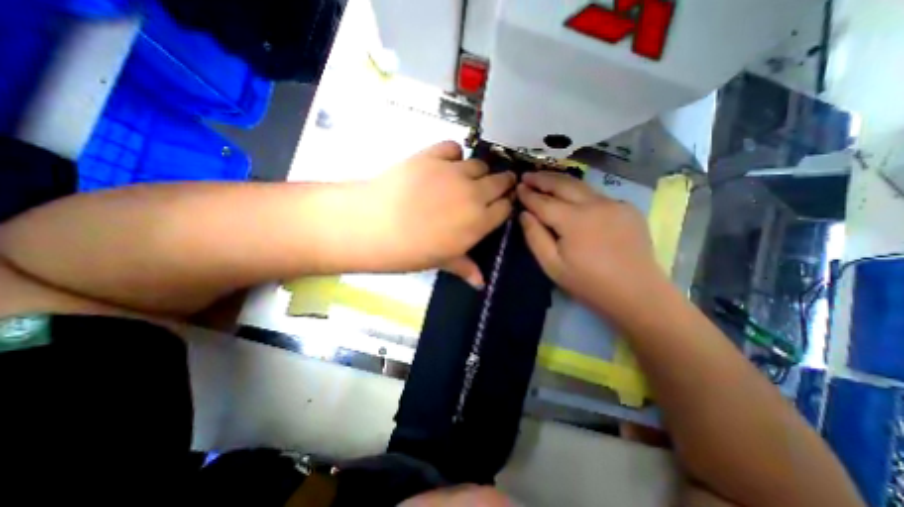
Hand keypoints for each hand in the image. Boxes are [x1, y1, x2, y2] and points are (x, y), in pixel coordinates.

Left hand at [361, 140, 513, 286]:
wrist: (373, 225)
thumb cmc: (410, 250)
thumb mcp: (441, 261)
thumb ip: (465, 268)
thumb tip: (481, 284)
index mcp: (478, 222)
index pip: (505, 208)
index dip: (505, 206)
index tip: (500, 206)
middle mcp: (473, 193)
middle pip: (500, 181)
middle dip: (502, 183)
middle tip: (495, 186)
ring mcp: (453, 172)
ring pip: (480, 164)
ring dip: (478, 171)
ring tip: (467, 178)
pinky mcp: (432, 155)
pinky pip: (453, 148)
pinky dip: (454, 154)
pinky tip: (446, 164)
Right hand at [515, 170, 660, 317]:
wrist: (636, 293)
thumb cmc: (588, 283)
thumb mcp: (552, 265)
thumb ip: (535, 237)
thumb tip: (524, 214)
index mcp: (574, 220)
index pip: (544, 201)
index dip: (528, 194)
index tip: (517, 187)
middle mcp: (595, 204)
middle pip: (563, 184)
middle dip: (543, 178)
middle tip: (527, 175)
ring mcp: (614, 203)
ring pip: (581, 186)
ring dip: (560, 182)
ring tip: (544, 180)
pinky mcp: (627, 208)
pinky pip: (596, 195)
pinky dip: (579, 193)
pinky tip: (572, 198)